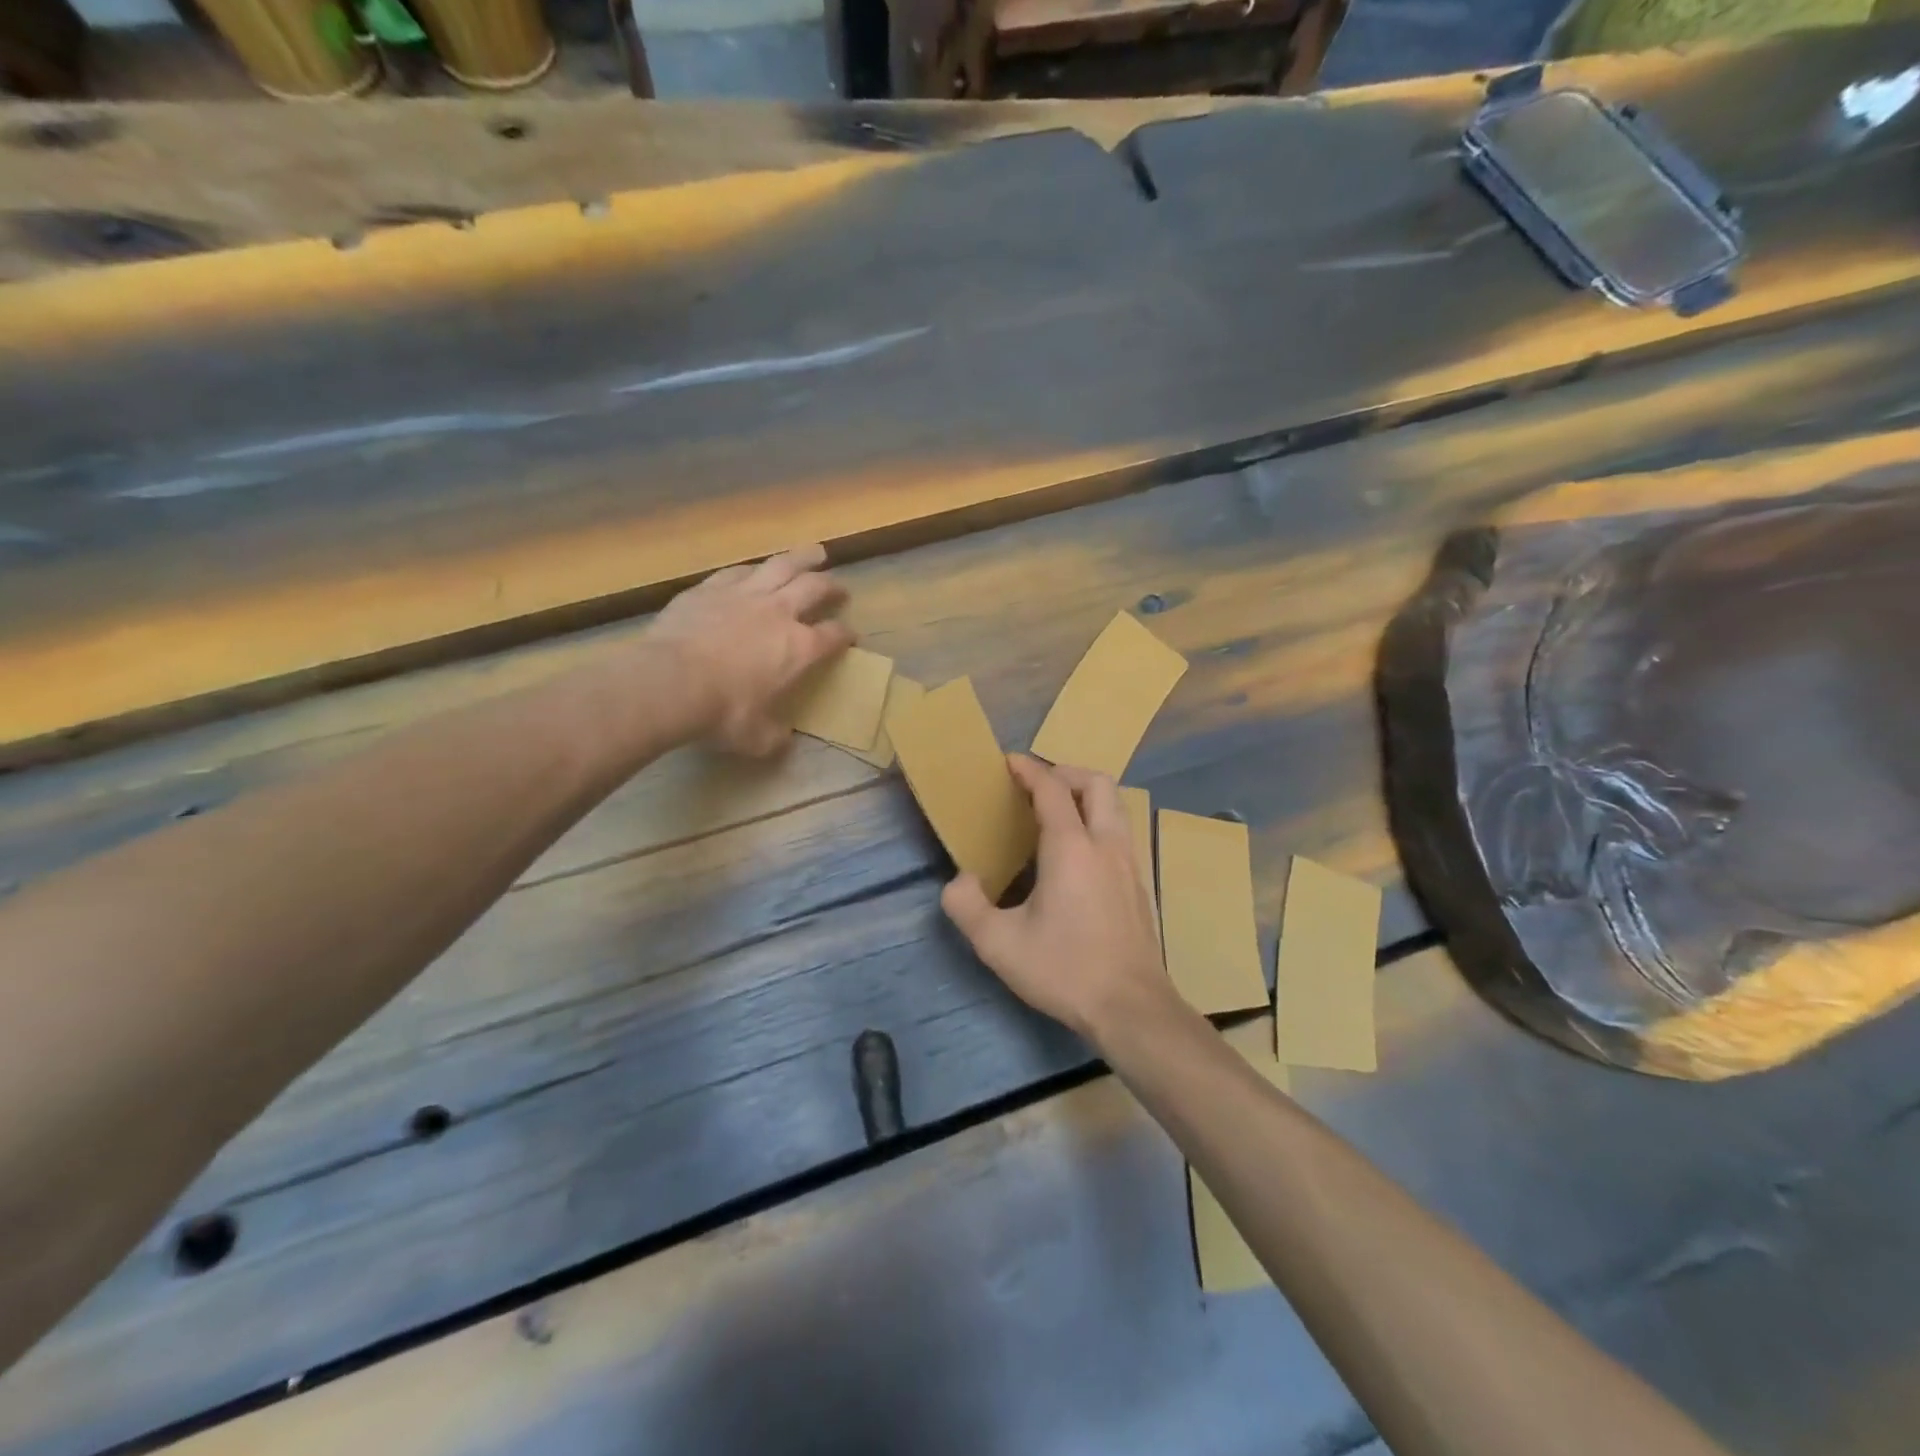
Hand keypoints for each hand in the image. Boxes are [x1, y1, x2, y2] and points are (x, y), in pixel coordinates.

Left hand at [647, 544, 854, 755]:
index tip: (850, 636)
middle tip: (839, 588)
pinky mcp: (710, 588)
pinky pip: (739, 571)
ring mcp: (744, 595)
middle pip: (815, 588)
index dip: (845, 635)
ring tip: (816, 553)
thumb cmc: (722, 713)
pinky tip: (756, 569)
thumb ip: (774, 735)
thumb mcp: (756, 738)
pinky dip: (755, 569)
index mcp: (800, 649)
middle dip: (832, 587)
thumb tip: (782, 738)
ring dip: (803, 558)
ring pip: (782, 565)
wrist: (671, 683)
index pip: (833, 636)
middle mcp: (779, 613)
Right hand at [942, 756, 1170, 1041]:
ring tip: (1058, 815)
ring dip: (1086, 796)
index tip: (1009, 762)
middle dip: (1065, 773)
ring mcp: (1130, 863)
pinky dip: (1099, 822)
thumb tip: (960, 880)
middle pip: (1096, 783)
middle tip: (1037, 787)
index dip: (1030, 769)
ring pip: (1115, 805)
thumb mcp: (998, 943)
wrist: (1131, 1007)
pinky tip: (1079, 856)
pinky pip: (1120, 832)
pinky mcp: (1140, 884)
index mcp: (1071, 847)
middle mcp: (1106, 844)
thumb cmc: (1064, 969)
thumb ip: (967, 906)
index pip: (1052, 789)